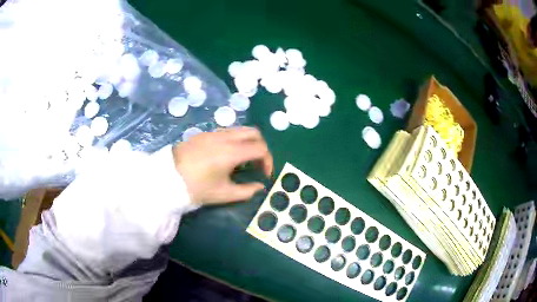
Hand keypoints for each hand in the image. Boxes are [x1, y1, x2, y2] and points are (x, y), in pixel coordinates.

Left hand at [172, 127, 272, 204]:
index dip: (268, 161)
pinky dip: (235, 140)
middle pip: (254, 132)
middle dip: (261, 146)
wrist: (168, 178)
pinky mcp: (204, 133)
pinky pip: (227, 131)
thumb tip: (259, 186)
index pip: (261, 149)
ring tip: (242, 161)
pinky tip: (226, 155)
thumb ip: (246, 191)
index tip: (264, 175)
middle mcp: (225, 137)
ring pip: (240, 130)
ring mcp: (214, 133)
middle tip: (257, 163)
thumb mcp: (223, 194)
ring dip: (248, 142)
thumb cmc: (196, 188)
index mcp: (232, 152)